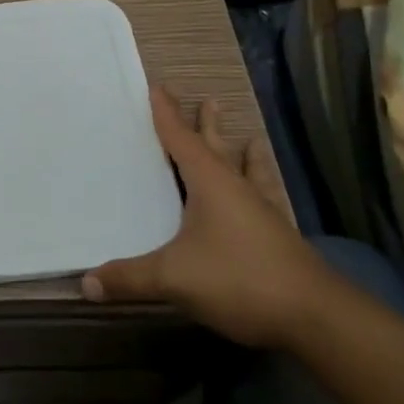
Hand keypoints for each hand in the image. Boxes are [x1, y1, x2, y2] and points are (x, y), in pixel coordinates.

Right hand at [82, 87, 329, 347]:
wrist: (317, 317)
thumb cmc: (240, 279)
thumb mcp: (175, 278)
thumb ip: (130, 278)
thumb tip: (86, 282)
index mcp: (209, 182)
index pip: (180, 138)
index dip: (167, 114)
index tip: (158, 87)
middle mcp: (236, 188)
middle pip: (216, 147)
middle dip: (206, 125)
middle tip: (208, 100)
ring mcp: (261, 212)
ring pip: (246, 171)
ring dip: (241, 153)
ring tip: (249, 138)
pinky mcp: (279, 237)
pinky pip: (264, 199)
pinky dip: (259, 188)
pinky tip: (265, 197)